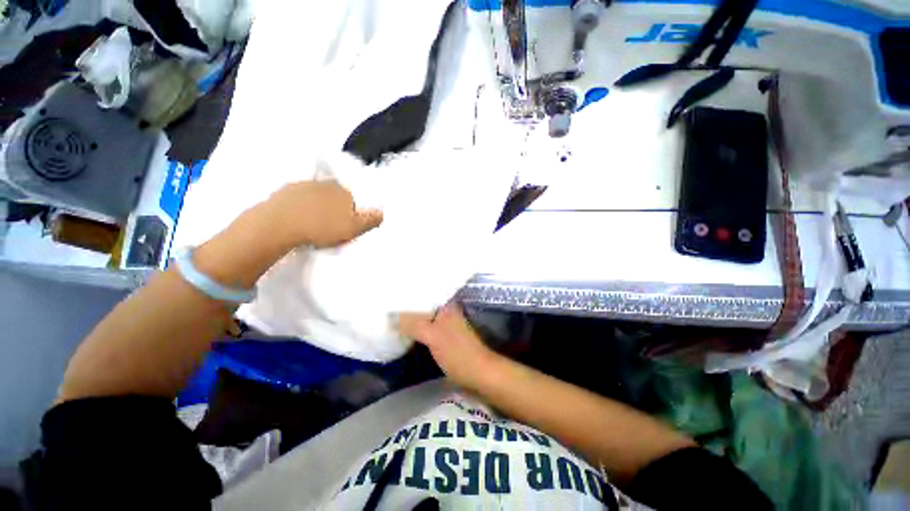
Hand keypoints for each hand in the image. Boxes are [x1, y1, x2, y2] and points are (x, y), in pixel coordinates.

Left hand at [268, 180, 382, 247]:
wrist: (280, 224)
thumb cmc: (322, 227)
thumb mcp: (353, 229)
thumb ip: (370, 220)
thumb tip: (382, 213)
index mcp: (345, 193)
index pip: (354, 200)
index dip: (352, 213)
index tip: (346, 226)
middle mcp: (326, 185)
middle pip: (336, 196)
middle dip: (335, 208)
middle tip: (330, 226)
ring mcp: (305, 185)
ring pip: (317, 196)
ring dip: (318, 206)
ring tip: (313, 224)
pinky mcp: (286, 190)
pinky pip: (299, 198)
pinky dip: (301, 206)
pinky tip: (298, 219)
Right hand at [397, 304, 500, 390]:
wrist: (477, 374)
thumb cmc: (457, 352)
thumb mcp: (433, 335)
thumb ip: (412, 323)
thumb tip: (389, 316)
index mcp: (445, 306)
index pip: (422, 294)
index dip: (406, 295)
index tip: (388, 295)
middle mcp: (445, 311)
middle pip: (421, 306)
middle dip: (405, 308)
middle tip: (385, 308)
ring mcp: (445, 325)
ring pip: (423, 318)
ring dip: (409, 319)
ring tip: (389, 318)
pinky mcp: (443, 338)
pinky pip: (425, 329)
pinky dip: (414, 330)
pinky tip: (402, 333)